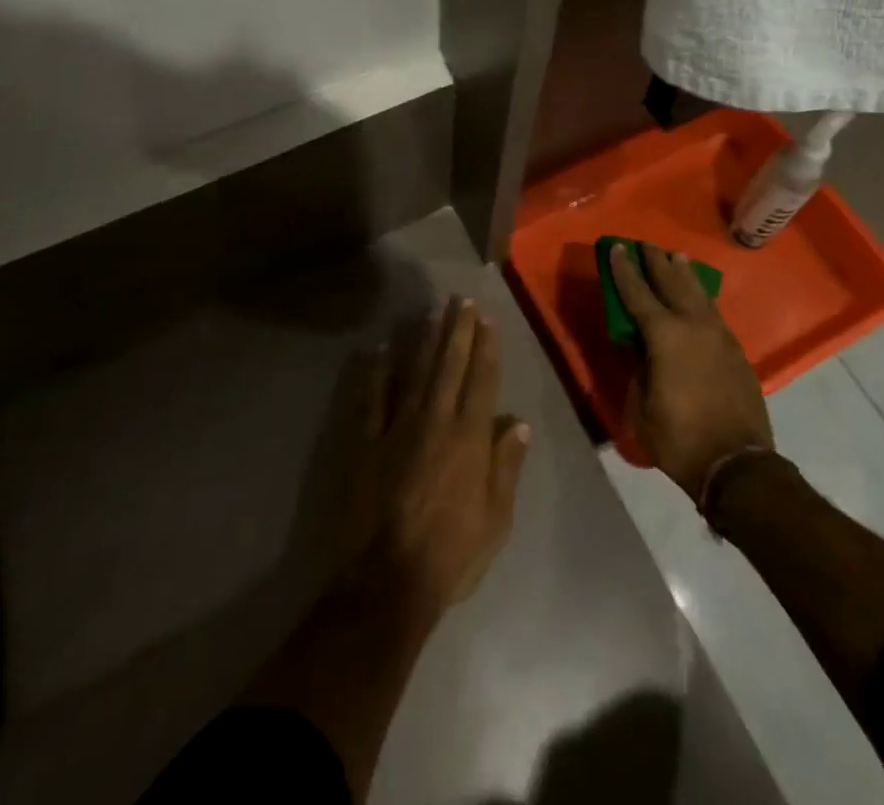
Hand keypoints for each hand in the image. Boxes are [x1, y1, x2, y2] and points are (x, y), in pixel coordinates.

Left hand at [340, 296, 530, 619]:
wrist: (384, 584)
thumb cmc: (449, 556)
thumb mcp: (495, 521)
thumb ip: (506, 467)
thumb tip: (519, 424)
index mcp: (469, 438)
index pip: (481, 380)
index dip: (485, 347)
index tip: (487, 319)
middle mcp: (435, 421)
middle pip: (449, 365)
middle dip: (457, 330)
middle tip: (460, 300)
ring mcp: (396, 428)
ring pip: (414, 372)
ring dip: (424, 339)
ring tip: (431, 312)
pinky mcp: (364, 442)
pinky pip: (371, 397)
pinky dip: (377, 371)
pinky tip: (381, 348)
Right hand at [609, 243, 773, 500]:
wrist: (737, 465)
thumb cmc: (679, 438)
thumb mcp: (641, 406)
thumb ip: (638, 369)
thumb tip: (640, 349)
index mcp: (665, 336)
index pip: (638, 294)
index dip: (624, 270)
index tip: (616, 248)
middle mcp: (693, 326)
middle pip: (672, 283)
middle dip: (656, 262)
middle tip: (645, 244)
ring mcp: (719, 336)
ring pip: (698, 294)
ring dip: (684, 274)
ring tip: (675, 256)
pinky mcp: (735, 351)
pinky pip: (714, 313)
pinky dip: (702, 298)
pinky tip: (699, 296)